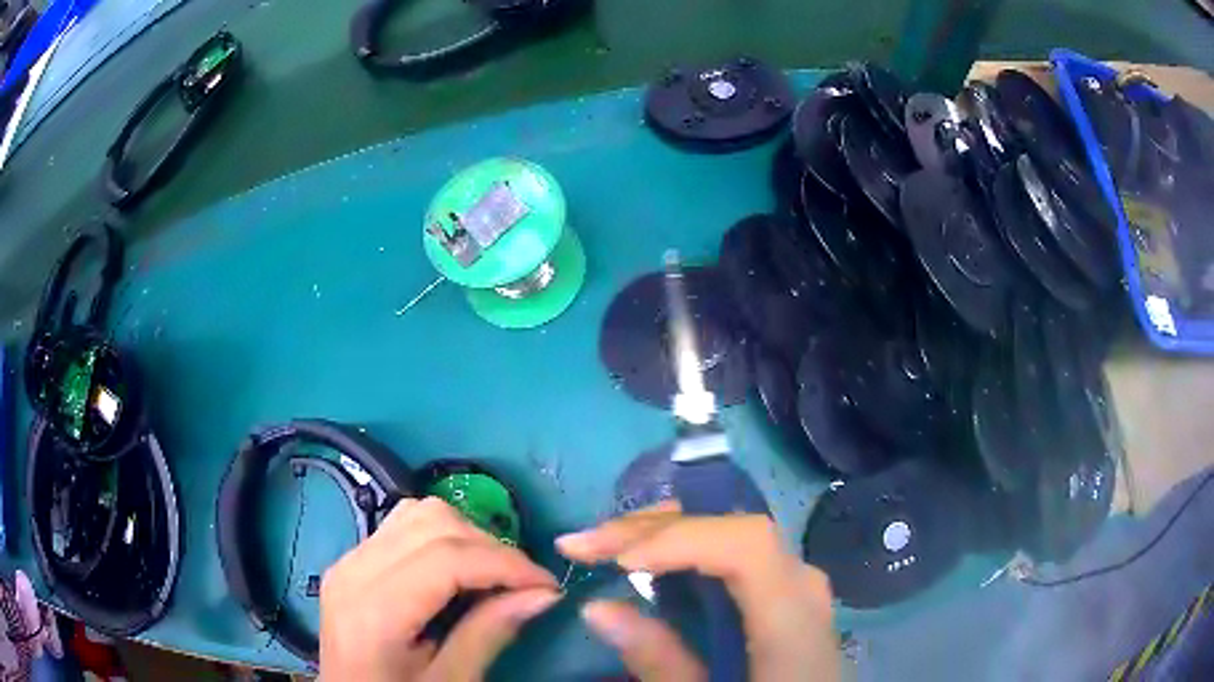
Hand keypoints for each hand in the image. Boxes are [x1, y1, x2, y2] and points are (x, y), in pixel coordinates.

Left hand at [320, 497, 558, 681]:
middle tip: (523, 584)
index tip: (548, 585)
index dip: (506, 564)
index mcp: (374, 609)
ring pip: (419, 513)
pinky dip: (441, 536)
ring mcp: (348, 559)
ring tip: (492, 575)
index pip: (447, 559)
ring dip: (466, 536)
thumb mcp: (450, 681)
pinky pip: (403, 524)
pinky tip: (457, 569)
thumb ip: (489, 634)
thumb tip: (543, 594)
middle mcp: (354, 569)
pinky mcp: (352, 558)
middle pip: (434, 523)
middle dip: (490, 547)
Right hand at [557, 503, 838, 681]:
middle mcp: (801, 581)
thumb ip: (660, 662)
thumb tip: (595, 608)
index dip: (679, 538)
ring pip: (728, 530)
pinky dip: (683, 549)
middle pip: (730, 527)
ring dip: (662, 532)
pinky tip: (647, 560)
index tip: (616, 561)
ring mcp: (795, 578)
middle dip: (651, 528)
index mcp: (793, 616)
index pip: (746, 545)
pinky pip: (731, 550)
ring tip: (603, 546)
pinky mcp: (782, 586)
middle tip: (582, 545)